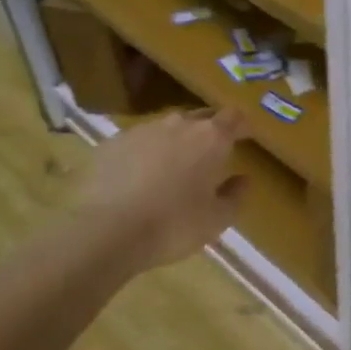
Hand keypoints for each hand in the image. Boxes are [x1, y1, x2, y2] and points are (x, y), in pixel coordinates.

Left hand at [77, 108, 249, 270]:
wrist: (105, 232)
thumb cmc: (173, 225)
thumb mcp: (217, 219)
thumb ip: (235, 195)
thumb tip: (243, 179)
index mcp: (210, 138)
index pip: (233, 117)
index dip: (241, 125)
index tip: (245, 137)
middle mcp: (178, 125)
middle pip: (200, 117)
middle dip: (208, 131)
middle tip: (210, 154)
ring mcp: (141, 131)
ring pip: (166, 128)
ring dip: (174, 141)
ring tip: (172, 166)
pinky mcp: (111, 144)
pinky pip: (136, 142)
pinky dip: (144, 154)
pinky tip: (138, 177)